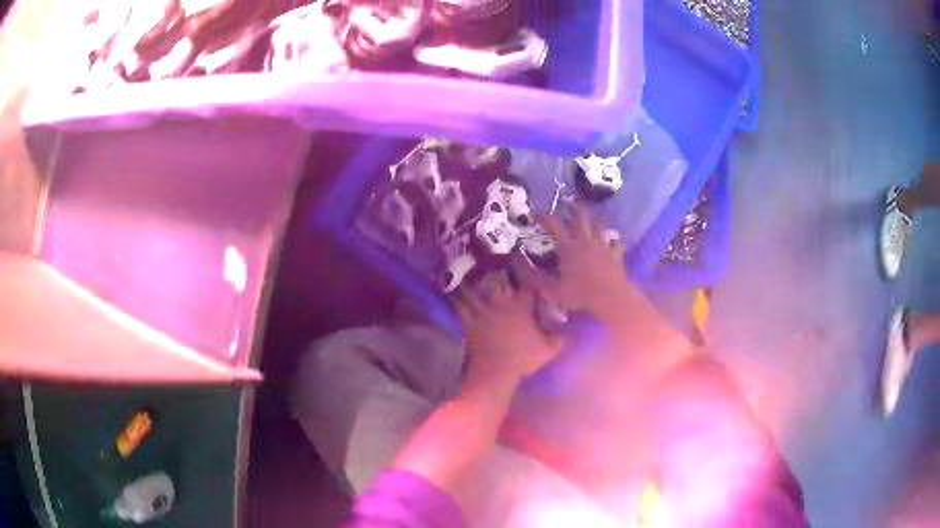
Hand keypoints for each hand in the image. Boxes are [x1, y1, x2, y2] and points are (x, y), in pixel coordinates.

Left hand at [456, 273, 563, 390]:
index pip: (527, 287)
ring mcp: (483, 312)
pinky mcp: (469, 322)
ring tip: (469, 271)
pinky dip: (456, 298)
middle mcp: (501, 304)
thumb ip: (558, 338)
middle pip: (497, 281)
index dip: (528, 279)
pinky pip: (460, 306)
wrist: (495, 371)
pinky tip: (453, 292)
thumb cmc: (523, 359)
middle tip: (495, 267)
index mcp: (521, 308)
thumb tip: (563, 332)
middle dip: (496, 274)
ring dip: (472, 281)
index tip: (528, 274)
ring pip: (475, 290)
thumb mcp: (549, 350)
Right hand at [512, 205, 637, 321]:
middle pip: (580, 216)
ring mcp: (602, 245)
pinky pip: (614, 242)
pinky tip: (610, 240)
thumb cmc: (580, 294)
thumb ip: (533, 276)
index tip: (537, 214)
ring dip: (591, 219)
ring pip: (598, 225)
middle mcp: (585, 240)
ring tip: (587, 218)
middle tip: (567, 206)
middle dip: (572, 208)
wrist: (612, 298)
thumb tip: (515, 262)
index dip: (544, 217)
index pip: (554, 224)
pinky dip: (611, 239)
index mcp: (568, 246)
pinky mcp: (615, 254)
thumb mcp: (551, 289)